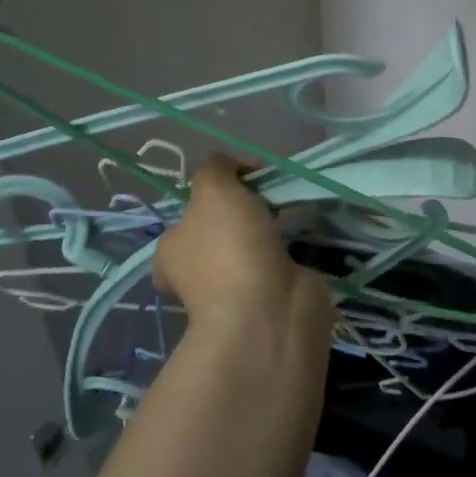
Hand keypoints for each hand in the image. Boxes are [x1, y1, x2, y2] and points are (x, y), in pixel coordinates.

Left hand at [154, 155, 333, 351]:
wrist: (268, 309)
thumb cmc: (230, 246)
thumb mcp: (213, 188)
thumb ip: (216, 167)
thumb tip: (232, 167)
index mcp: (171, 250)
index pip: (185, 218)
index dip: (210, 196)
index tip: (240, 183)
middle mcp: (197, 272)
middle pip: (220, 230)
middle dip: (243, 213)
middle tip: (268, 198)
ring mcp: (235, 289)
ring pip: (250, 247)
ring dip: (269, 232)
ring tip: (291, 212)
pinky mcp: (270, 297)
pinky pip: (278, 263)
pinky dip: (290, 250)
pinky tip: (304, 236)